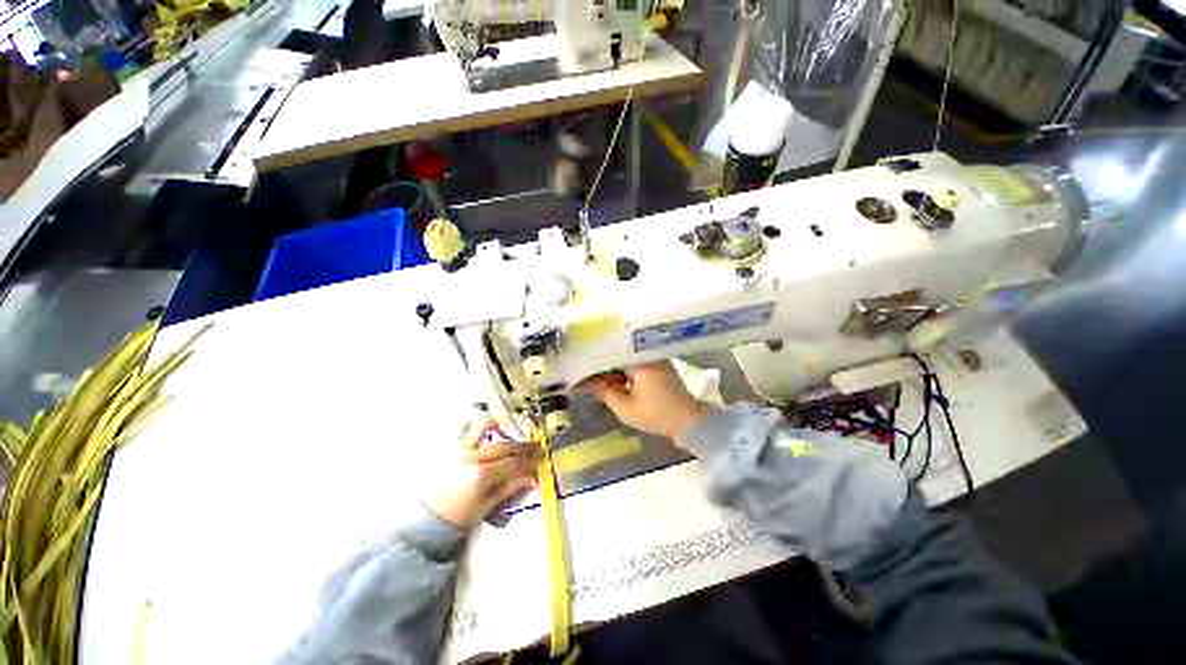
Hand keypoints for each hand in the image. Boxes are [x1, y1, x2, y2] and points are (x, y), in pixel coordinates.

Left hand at [427, 417, 540, 528]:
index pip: (513, 463)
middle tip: (536, 446)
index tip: (542, 455)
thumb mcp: (486, 506)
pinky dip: (475, 423)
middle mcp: (471, 457)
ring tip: (510, 434)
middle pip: (504, 446)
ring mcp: (458, 449)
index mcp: (481, 475)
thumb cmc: (457, 518)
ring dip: (501, 429)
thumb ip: (510, 488)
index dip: (530, 459)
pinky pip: (462, 426)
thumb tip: (533, 478)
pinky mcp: (449, 447)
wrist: (424, 521)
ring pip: (485, 428)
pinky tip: (485, 427)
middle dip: (523, 446)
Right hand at [580, 362, 705, 444]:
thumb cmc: (657, 415)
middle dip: (600, 363)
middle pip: (616, 353)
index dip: (592, 360)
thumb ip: (605, 391)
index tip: (578, 366)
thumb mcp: (626, 408)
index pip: (609, 353)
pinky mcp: (656, 365)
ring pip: (624, 357)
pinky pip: (633, 362)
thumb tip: (586, 382)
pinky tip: (611, 378)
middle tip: (582, 372)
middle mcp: (646, 353)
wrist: (689, 421)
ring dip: (610, 367)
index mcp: (639, 360)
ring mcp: (653, 358)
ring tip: (593, 375)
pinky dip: (621, 370)